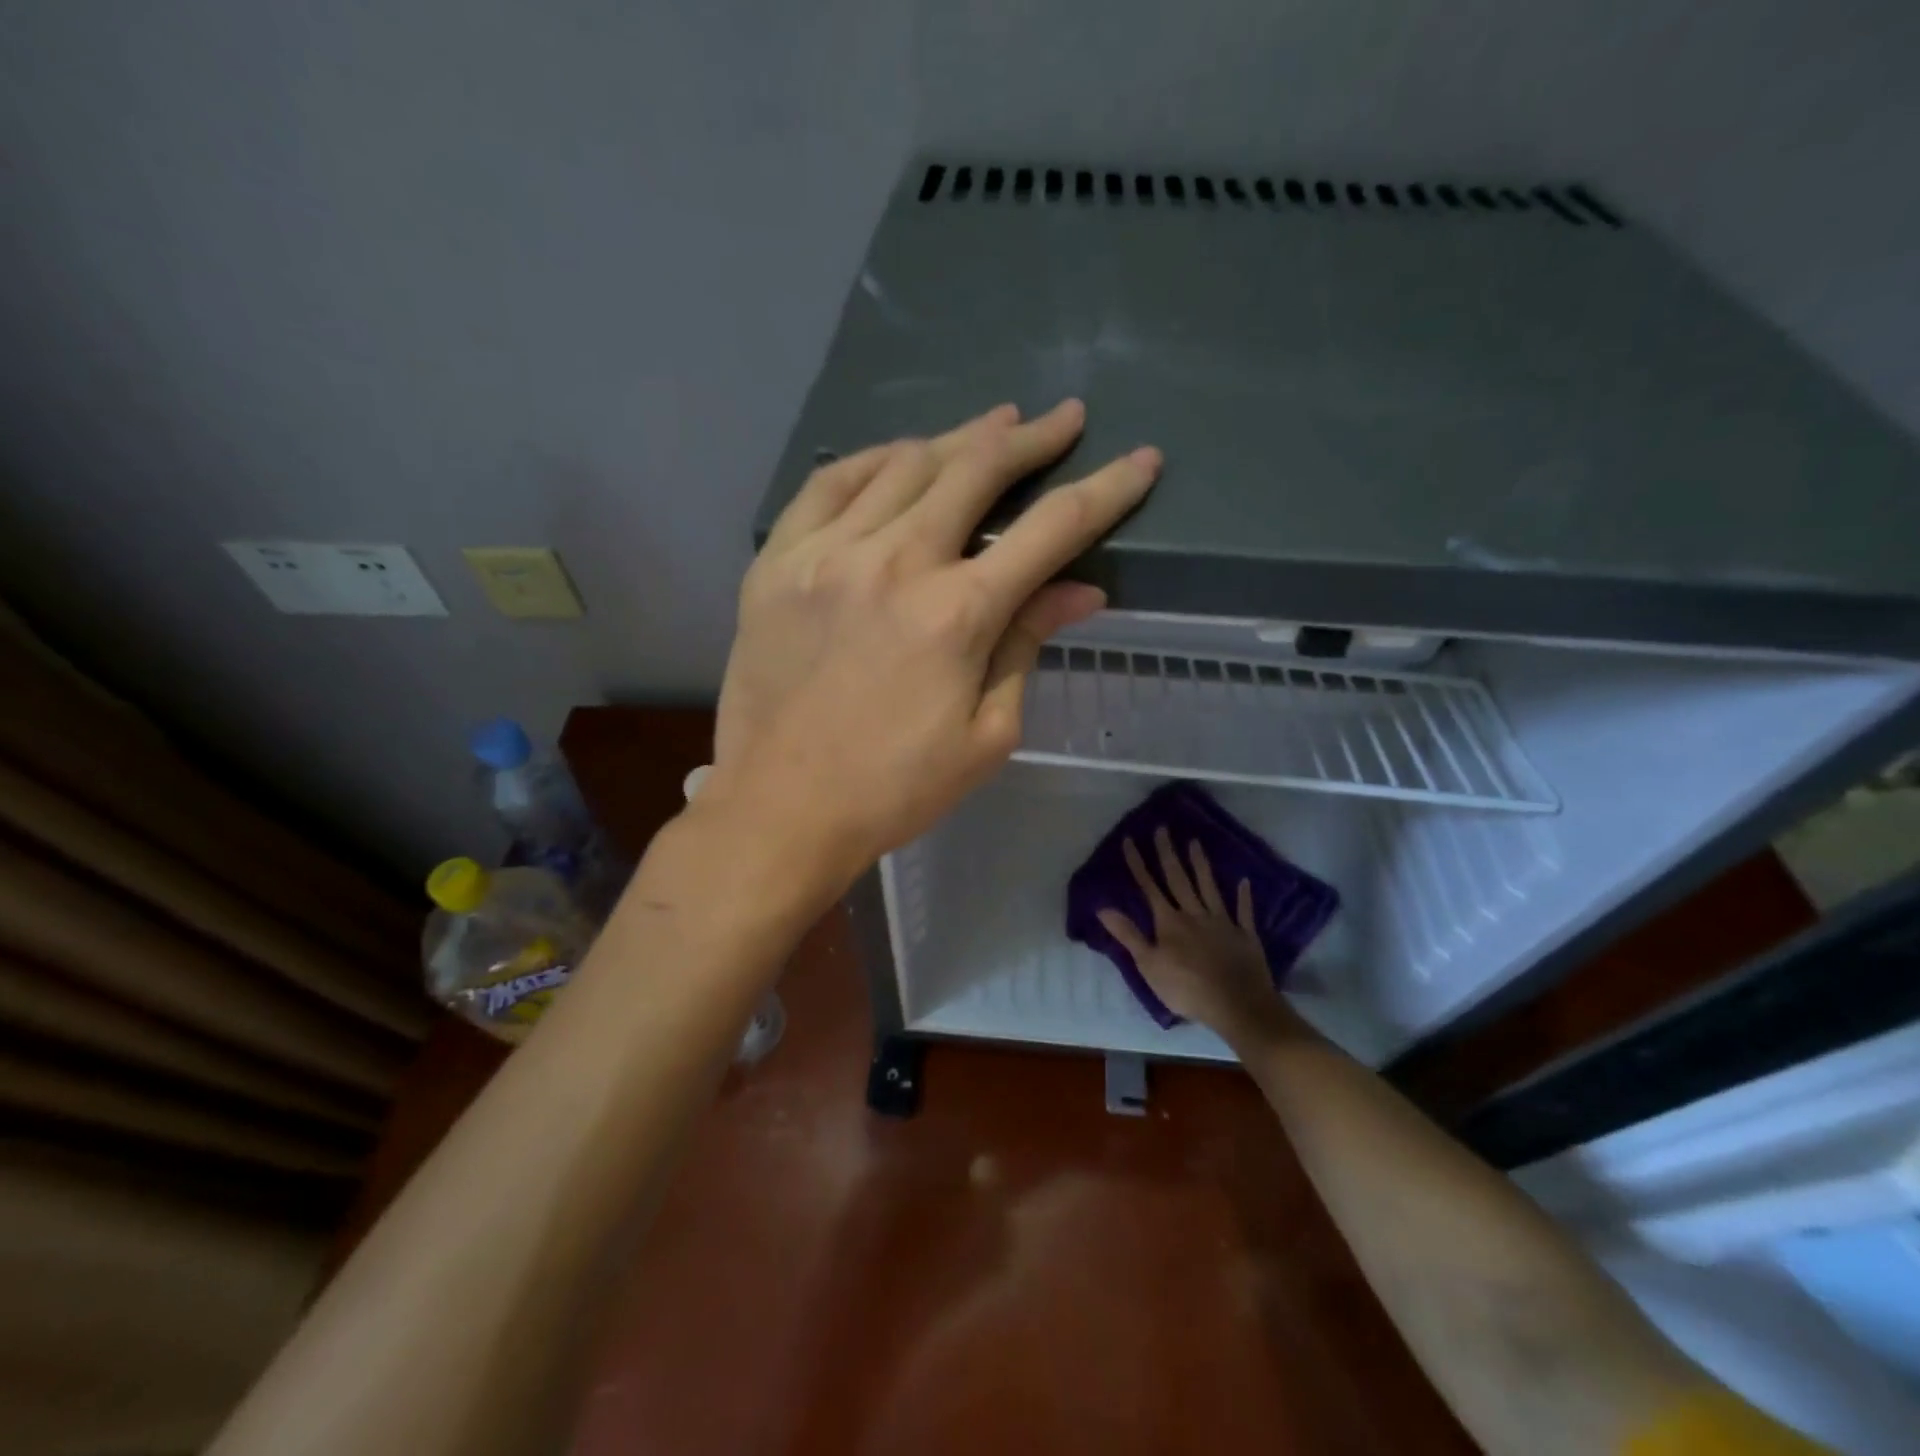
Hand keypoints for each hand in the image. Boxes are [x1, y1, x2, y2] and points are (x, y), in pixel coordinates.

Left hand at [707, 399, 1160, 886]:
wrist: (781, 809)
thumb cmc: (894, 789)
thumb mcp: (985, 734)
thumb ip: (1026, 647)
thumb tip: (1080, 590)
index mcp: (957, 614)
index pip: (1052, 530)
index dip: (1107, 489)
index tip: (1141, 460)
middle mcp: (895, 563)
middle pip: (976, 470)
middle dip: (1031, 439)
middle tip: (1063, 418)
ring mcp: (827, 554)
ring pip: (905, 463)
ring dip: (959, 438)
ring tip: (992, 426)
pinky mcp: (777, 562)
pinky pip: (828, 483)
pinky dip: (871, 458)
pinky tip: (898, 455)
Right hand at [1097, 827, 1305, 1049]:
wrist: (1237, 1004)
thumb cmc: (1186, 988)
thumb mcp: (1148, 965)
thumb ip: (1128, 934)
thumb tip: (1102, 907)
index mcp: (1169, 922)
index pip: (1149, 887)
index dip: (1138, 864)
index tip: (1130, 840)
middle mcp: (1194, 914)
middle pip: (1178, 879)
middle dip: (1168, 853)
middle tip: (1163, 828)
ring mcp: (1221, 922)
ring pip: (1209, 887)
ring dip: (1200, 864)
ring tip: (1195, 841)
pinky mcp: (1244, 934)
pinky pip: (1243, 910)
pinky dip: (1243, 895)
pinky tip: (1243, 880)